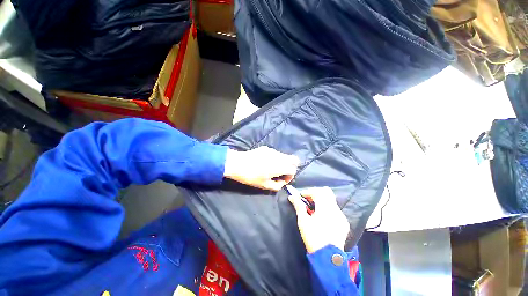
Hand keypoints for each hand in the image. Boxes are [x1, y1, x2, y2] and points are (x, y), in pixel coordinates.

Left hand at [223, 146, 299, 190]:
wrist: (237, 163)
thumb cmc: (251, 176)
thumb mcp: (264, 185)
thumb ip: (277, 186)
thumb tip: (282, 182)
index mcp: (280, 167)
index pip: (293, 169)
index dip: (290, 176)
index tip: (283, 180)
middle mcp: (279, 157)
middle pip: (293, 159)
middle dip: (291, 166)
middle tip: (283, 172)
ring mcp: (273, 151)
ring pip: (285, 156)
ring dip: (283, 162)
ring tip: (273, 168)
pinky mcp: (266, 148)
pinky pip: (276, 153)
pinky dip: (276, 158)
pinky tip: (266, 162)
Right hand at [288, 187, 349, 252]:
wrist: (328, 259)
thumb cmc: (313, 238)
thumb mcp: (303, 221)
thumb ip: (298, 206)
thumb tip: (291, 196)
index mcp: (325, 208)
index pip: (317, 191)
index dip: (308, 192)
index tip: (301, 197)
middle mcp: (335, 209)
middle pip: (326, 192)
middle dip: (315, 193)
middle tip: (308, 200)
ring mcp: (341, 216)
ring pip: (331, 200)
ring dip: (321, 200)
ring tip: (314, 209)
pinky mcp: (344, 223)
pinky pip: (335, 209)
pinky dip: (327, 208)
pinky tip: (322, 217)